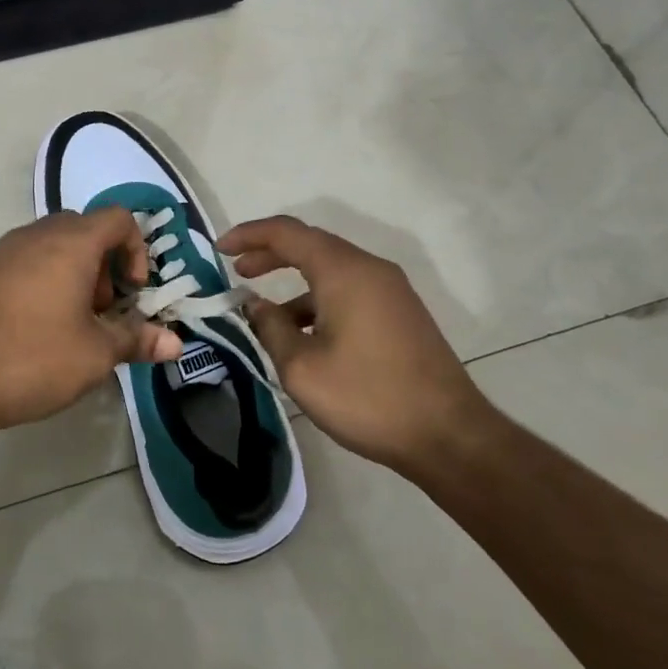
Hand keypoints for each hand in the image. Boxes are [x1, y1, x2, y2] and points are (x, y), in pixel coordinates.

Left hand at [0, 207, 182, 437]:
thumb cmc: (33, 359)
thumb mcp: (95, 354)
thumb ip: (137, 340)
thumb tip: (176, 344)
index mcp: (70, 243)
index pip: (118, 218)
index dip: (137, 250)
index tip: (134, 292)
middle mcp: (34, 235)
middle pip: (84, 229)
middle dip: (105, 265)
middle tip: (104, 310)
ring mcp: (0, 252)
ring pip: (51, 246)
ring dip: (73, 274)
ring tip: (71, 324)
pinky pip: (23, 263)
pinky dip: (42, 281)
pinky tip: (35, 329)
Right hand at [218, 215, 498, 475]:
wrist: (448, 435)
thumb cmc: (368, 398)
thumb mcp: (302, 368)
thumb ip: (271, 328)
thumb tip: (255, 305)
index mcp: (344, 272)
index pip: (287, 233)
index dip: (249, 234)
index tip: (220, 250)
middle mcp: (370, 269)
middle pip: (311, 245)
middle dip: (270, 254)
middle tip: (237, 271)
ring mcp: (390, 291)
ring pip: (332, 270)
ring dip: (294, 281)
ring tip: (265, 313)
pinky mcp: (400, 313)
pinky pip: (350, 290)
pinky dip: (319, 299)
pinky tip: (304, 334)